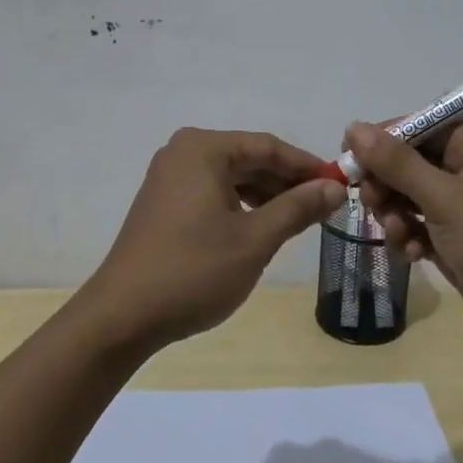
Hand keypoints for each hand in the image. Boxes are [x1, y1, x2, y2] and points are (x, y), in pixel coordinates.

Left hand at [80, 128, 344, 352]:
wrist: (122, 316)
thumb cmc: (193, 271)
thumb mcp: (255, 240)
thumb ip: (297, 208)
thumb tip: (334, 187)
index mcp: (204, 148)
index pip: (268, 147)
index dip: (307, 166)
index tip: (339, 186)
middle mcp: (184, 152)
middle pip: (249, 158)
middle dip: (287, 182)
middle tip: (324, 207)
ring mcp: (170, 176)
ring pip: (232, 176)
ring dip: (266, 195)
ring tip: (299, 220)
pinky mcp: (164, 201)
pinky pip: (214, 191)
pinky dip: (241, 205)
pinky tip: (262, 227)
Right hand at [342, 120, 462, 362]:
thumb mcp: (445, 198)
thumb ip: (397, 163)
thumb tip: (354, 127)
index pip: (419, 126)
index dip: (382, 141)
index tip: (348, 160)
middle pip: (410, 161)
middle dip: (387, 183)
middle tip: (370, 203)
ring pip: (410, 196)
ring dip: (395, 214)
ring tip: (397, 234)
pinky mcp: (460, 239)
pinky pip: (420, 225)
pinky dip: (410, 236)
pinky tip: (411, 255)